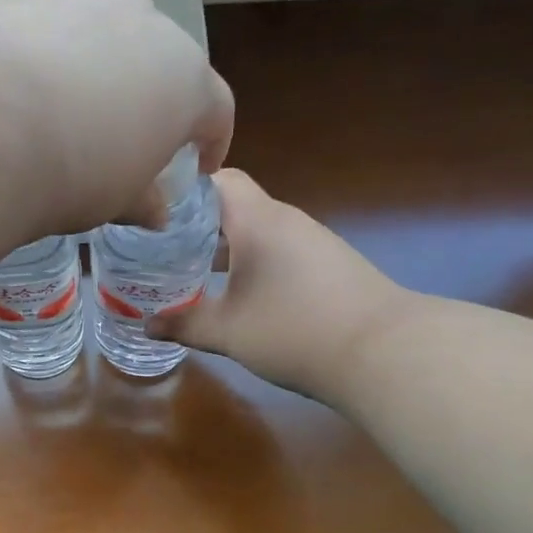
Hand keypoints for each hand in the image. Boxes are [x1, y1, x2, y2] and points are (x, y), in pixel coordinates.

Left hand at [0, 0, 232, 231]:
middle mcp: (150, 26)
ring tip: (75, 108)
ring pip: (112, 36)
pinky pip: (61, 29)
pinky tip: (28, 87)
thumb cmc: (73, 172)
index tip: (200, 165)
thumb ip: (144, 201)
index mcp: (187, 80)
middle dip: (155, 99)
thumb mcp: (116, 200)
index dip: (213, 141)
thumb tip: (156, 212)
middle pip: (166, 64)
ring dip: (105, 70)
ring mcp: (91, 0)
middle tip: (131, 137)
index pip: (217, 110)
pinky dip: (57, 55)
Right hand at [148, 170, 409, 405]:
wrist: (385, 352)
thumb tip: (147, 325)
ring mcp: (312, 241)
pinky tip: (241, 294)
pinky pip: (280, 250)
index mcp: (257, 220)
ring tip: (194, 272)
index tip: (155, 212)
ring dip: (226, 246)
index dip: (184, 190)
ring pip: (258, 230)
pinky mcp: (330, 264)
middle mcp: (286, 220)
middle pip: (234, 205)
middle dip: (197, 225)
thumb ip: (184, 323)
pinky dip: (254, 262)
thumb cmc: (294, 330)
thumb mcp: (228, 332)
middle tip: (162, 248)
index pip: (217, 179)